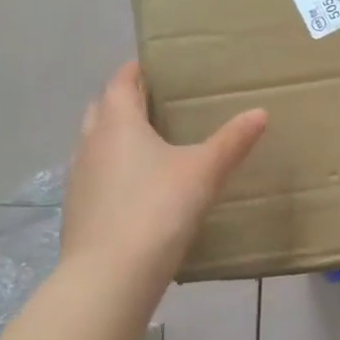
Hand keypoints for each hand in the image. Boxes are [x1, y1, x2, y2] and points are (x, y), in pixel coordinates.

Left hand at [60, 61, 266, 282]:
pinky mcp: (79, 209)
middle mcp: (91, 144)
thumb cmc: (158, 208)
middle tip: (156, 101)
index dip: (136, 70)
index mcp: (118, 124)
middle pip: (101, 108)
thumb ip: (233, 140)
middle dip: (124, 100)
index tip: (155, 64)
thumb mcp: (205, 171)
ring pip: (95, 143)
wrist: (111, 274)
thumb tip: (260, 112)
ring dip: (116, 135)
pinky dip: (114, 168)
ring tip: (151, 142)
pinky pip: (97, 174)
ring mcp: (80, 178)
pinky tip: (139, 186)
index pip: (120, 83)